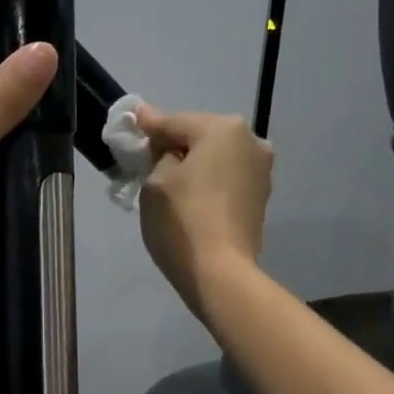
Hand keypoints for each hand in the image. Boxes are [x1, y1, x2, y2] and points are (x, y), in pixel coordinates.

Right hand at [135, 108, 274, 319]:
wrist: (219, 272)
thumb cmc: (182, 220)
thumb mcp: (156, 181)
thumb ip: (158, 152)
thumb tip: (162, 142)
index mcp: (223, 129)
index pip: (175, 122)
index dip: (149, 126)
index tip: (133, 121)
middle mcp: (250, 141)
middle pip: (200, 137)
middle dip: (175, 145)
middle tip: (147, 159)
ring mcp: (260, 170)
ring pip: (216, 158)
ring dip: (193, 164)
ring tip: (168, 181)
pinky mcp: (259, 197)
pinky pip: (225, 178)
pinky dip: (207, 181)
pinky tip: (190, 196)